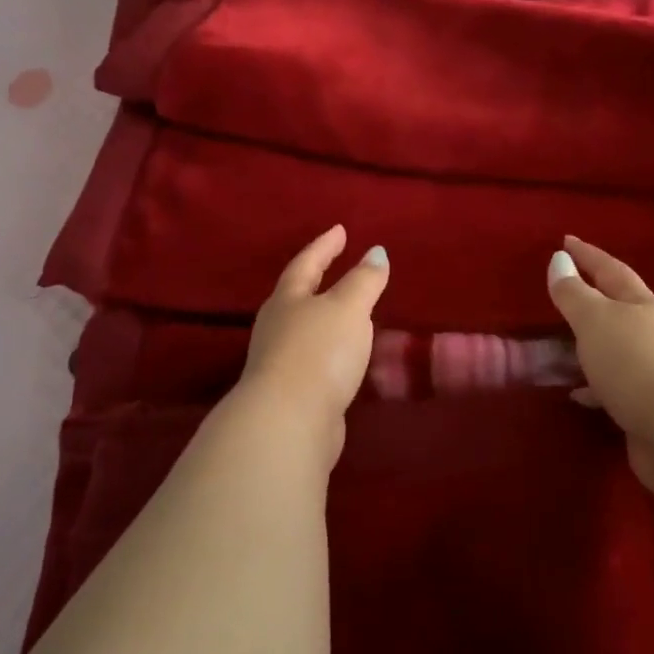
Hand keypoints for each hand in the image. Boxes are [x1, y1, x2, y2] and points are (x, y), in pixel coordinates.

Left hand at [236, 225, 389, 467]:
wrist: (288, 422)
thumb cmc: (319, 352)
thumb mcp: (348, 307)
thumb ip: (364, 280)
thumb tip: (376, 252)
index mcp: (288, 299)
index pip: (307, 263)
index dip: (324, 246)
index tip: (340, 230)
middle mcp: (277, 327)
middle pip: (297, 296)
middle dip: (317, 281)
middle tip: (338, 268)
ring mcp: (280, 363)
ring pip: (305, 331)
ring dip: (325, 319)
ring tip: (349, 313)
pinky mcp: (291, 395)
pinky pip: (314, 361)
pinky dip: (331, 352)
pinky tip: (345, 359)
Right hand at [546, 235, 653, 498]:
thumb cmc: (637, 364)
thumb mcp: (596, 321)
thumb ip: (574, 293)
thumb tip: (560, 259)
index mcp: (644, 306)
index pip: (611, 270)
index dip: (588, 255)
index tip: (566, 240)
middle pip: (622, 309)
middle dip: (595, 299)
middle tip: (566, 292)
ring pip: (619, 350)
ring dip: (594, 346)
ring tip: (565, 348)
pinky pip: (616, 388)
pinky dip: (596, 387)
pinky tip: (579, 395)